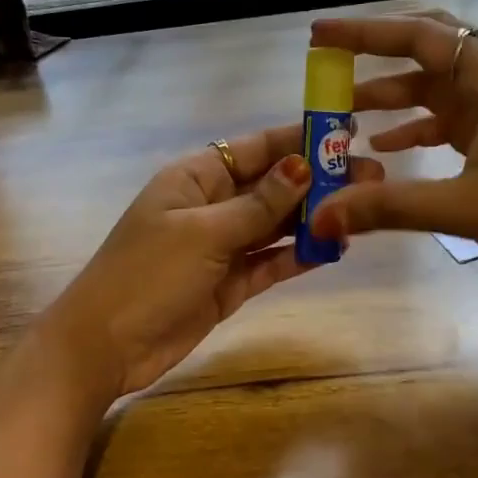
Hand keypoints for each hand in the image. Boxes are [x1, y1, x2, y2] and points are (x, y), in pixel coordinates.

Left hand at [45, 125, 385, 396]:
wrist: (106, 346)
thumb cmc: (148, 274)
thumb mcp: (204, 232)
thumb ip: (257, 204)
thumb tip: (302, 166)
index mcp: (195, 177)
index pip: (254, 149)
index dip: (298, 139)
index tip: (346, 131)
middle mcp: (211, 205)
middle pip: (270, 186)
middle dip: (317, 181)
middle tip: (371, 177)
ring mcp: (220, 246)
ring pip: (275, 225)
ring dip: (313, 219)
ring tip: (362, 211)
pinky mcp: (229, 283)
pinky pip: (270, 262)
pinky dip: (298, 255)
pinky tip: (333, 248)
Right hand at [307, 10, 477, 309]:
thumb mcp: (466, 209)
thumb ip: (389, 207)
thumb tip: (319, 217)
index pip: (421, 36)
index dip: (365, 33)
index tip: (318, 35)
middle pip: (432, 45)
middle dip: (377, 52)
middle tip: (329, 63)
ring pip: (442, 82)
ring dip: (396, 93)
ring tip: (346, 111)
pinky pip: (456, 113)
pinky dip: (420, 123)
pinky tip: (389, 147)